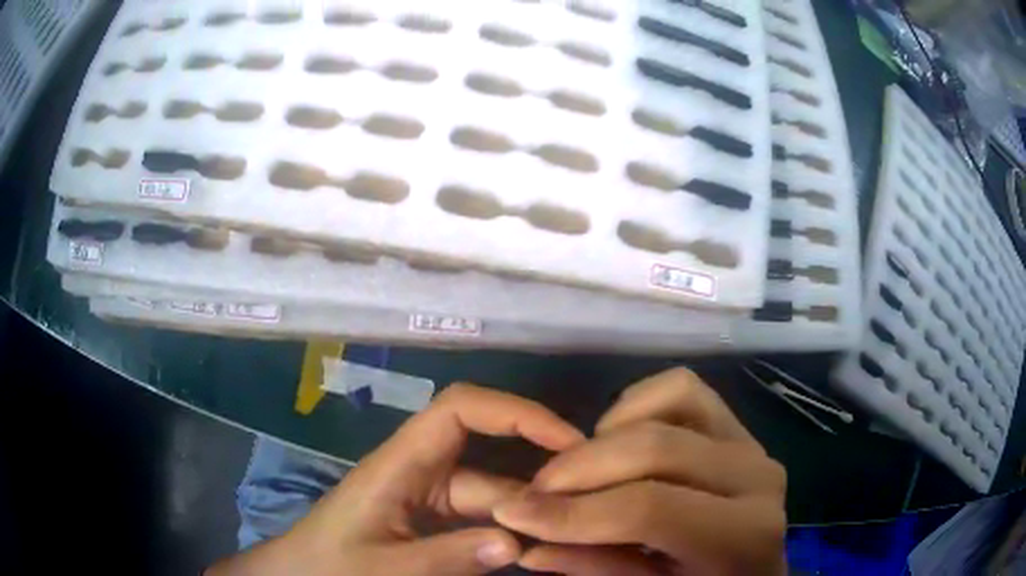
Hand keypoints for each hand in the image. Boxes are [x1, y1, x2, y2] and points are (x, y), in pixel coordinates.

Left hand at [208, 384, 584, 575]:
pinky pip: (479, 519)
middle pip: (488, 453)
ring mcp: (426, 498)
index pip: (460, 409)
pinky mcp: (430, 522)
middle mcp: (418, 471)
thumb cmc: (327, 566)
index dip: (515, 411)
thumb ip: (446, 557)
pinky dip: (506, 531)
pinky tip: (534, 548)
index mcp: (399, 464)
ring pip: (490, 492)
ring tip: (569, 529)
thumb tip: (517, 540)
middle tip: (586, 497)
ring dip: (525, 509)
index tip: (566, 440)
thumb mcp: (383, 568)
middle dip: (536, 470)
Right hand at [494, 368, 787, 575]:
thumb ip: (595, 567)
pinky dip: (637, 403)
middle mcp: (756, 477)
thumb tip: (526, 542)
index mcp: (742, 535)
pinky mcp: (737, 426)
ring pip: (670, 399)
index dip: (574, 511)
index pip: (650, 509)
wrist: (755, 573)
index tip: (513, 512)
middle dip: (578, 468)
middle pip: (655, 448)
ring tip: (581, 470)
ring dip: (610, 432)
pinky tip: (617, 440)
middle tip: (534, 492)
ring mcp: (750, 442)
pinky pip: (683, 388)